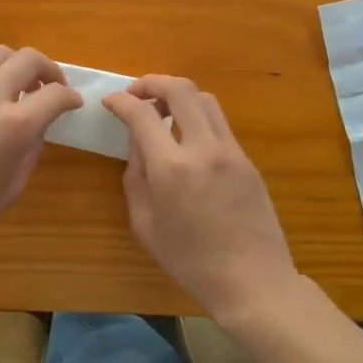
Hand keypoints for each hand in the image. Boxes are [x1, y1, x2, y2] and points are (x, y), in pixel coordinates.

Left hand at [0, 45, 81, 265]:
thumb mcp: (11, 187)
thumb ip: (30, 149)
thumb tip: (37, 126)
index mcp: (13, 126)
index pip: (55, 93)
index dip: (70, 97)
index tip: (72, 103)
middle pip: (28, 58)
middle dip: (48, 68)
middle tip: (50, 87)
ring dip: (15, 67)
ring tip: (17, 89)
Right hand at [103, 75, 302, 324]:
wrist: (252, 280)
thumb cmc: (190, 261)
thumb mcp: (145, 224)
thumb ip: (136, 176)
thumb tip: (137, 143)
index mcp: (171, 168)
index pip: (142, 114)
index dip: (121, 101)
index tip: (110, 102)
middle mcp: (202, 149)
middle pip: (181, 89)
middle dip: (153, 82)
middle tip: (137, 93)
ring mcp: (230, 151)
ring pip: (205, 99)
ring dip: (179, 95)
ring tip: (163, 110)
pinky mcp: (247, 159)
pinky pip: (219, 123)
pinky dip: (198, 116)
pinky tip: (188, 136)